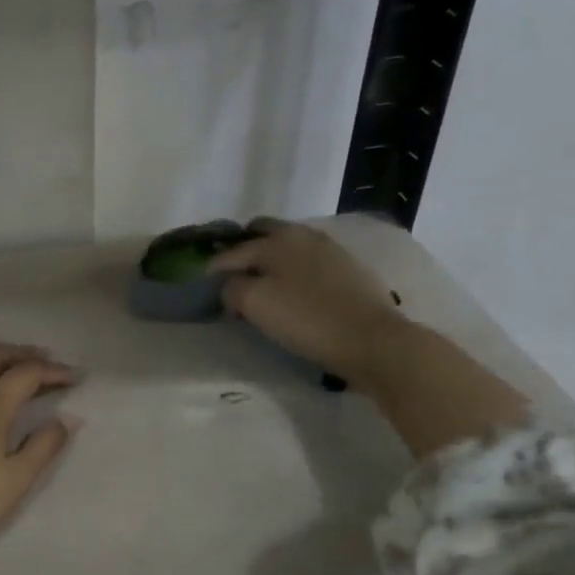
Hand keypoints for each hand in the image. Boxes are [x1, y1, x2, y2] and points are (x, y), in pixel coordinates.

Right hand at [206, 218, 404, 385]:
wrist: (371, 339)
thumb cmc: (305, 319)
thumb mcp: (254, 304)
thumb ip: (231, 288)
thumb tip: (230, 286)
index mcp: (276, 238)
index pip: (231, 252)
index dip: (213, 271)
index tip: (204, 289)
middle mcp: (302, 235)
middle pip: (261, 236)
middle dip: (243, 254)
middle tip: (232, 282)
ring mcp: (329, 249)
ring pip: (287, 249)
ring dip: (269, 263)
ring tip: (261, 290)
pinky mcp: (348, 269)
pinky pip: (308, 264)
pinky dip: (293, 273)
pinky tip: (293, 294)